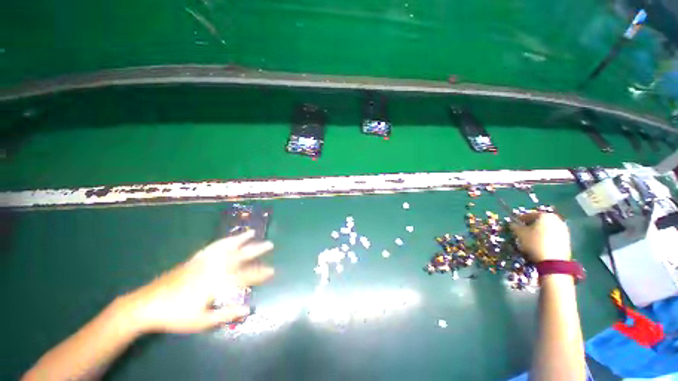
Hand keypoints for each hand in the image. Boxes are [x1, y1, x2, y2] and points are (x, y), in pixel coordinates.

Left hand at [122, 230, 273, 333]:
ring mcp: (204, 261)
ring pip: (227, 246)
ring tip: (252, 232)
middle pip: (240, 256)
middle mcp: (213, 268)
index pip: (245, 276)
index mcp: (216, 283)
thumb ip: (226, 314)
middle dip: (257, 249)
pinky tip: (230, 238)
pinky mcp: (195, 258)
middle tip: (270, 244)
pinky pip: (213, 246)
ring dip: (242, 239)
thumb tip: (249, 309)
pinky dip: (225, 240)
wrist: (147, 304)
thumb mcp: (202, 321)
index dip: (260, 274)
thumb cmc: (176, 316)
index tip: (272, 271)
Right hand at [510, 213, 570, 262]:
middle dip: (530, 225)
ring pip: (546, 228)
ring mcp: (563, 229)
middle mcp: (556, 219)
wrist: (553, 261)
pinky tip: (539, 244)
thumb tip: (512, 224)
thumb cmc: (534, 243)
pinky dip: (545, 237)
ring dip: (538, 232)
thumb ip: (514, 226)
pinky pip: (552, 235)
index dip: (519, 219)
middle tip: (521, 231)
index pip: (528, 214)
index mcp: (544, 215)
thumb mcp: (519, 233)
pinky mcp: (567, 239)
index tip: (513, 225)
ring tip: (530, 239)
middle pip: (539, 221)